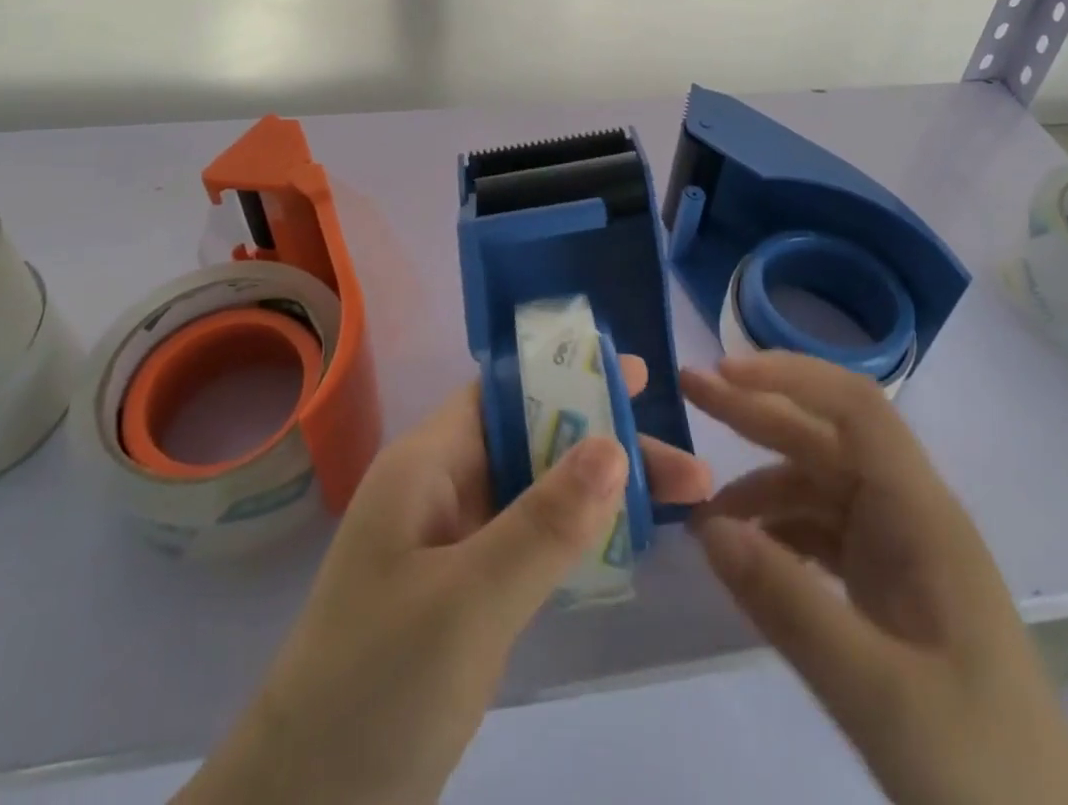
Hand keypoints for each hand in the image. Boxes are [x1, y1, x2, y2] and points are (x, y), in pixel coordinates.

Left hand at [178, 357, 712, 804]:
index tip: (639, 382)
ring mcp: (445, 544)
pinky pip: (524, 541)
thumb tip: (613, 444)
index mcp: (426, 464)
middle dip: (606, 446)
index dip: (567, 377)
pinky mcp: (456, 594)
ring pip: (533, 492)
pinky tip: (620, 546)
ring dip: (597, 492)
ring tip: (679, 504)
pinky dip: (573, 535)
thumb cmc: (378, 689)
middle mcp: (436, 489)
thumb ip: (543, 524)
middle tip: (690, 471)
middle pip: (531, 442)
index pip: (503, 393)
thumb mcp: (469, 603)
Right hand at [684, 353, 1067, 804]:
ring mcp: (900, 552)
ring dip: (759, 485)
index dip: (790, 377)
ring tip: (702, 513)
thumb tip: (707, 527)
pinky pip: (821, 535)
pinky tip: (744, 554)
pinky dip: (776, 532)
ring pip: (818, 486)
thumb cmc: (980, 767)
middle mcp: (910, 516)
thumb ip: (789, 605)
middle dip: (756, 410)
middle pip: (826, 438)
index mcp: (923, 515)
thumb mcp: (879, 694)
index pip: (855, 408)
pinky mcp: (888, 588)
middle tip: (689, 390)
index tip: (724, 371)